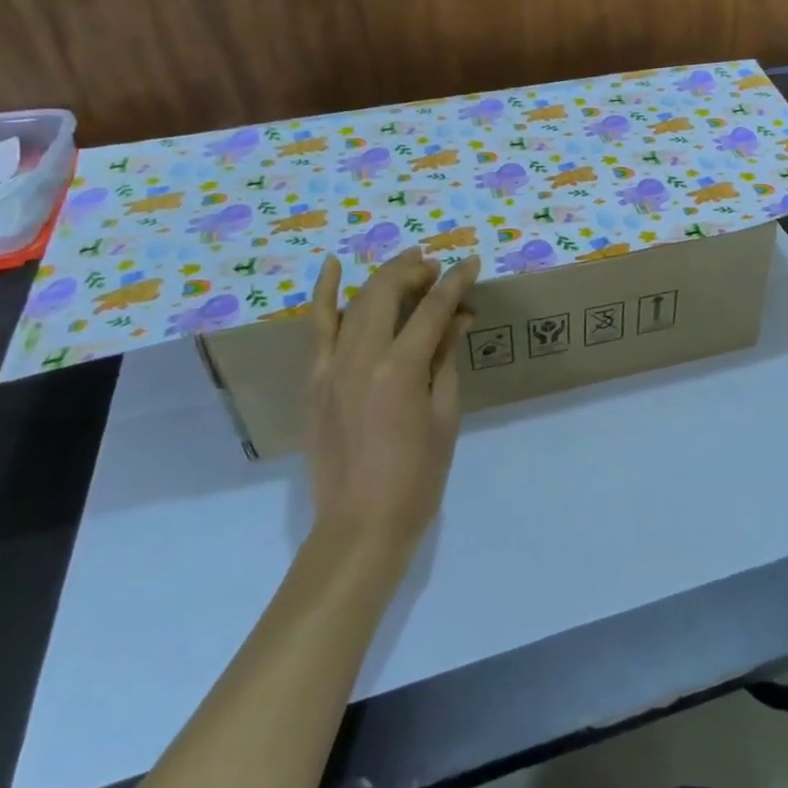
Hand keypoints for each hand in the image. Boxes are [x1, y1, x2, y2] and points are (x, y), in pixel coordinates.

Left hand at [306, 248, 480, 556]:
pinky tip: (334, 265)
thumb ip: (445, 358)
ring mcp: (330, 367)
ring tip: (409, 264)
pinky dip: (324, 294)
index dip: (456, 282)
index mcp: (399, 369)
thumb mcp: (444, 414)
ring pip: (356, 303)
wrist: (361, 525)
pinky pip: (317, 328)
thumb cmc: (417, 475)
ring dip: (384, 277)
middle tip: (438, 268)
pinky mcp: (314, 380)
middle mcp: (360, 358)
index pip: (432, 309)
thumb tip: (458, 317)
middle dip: (415, 272)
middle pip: (387, 293)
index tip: (473, 263)